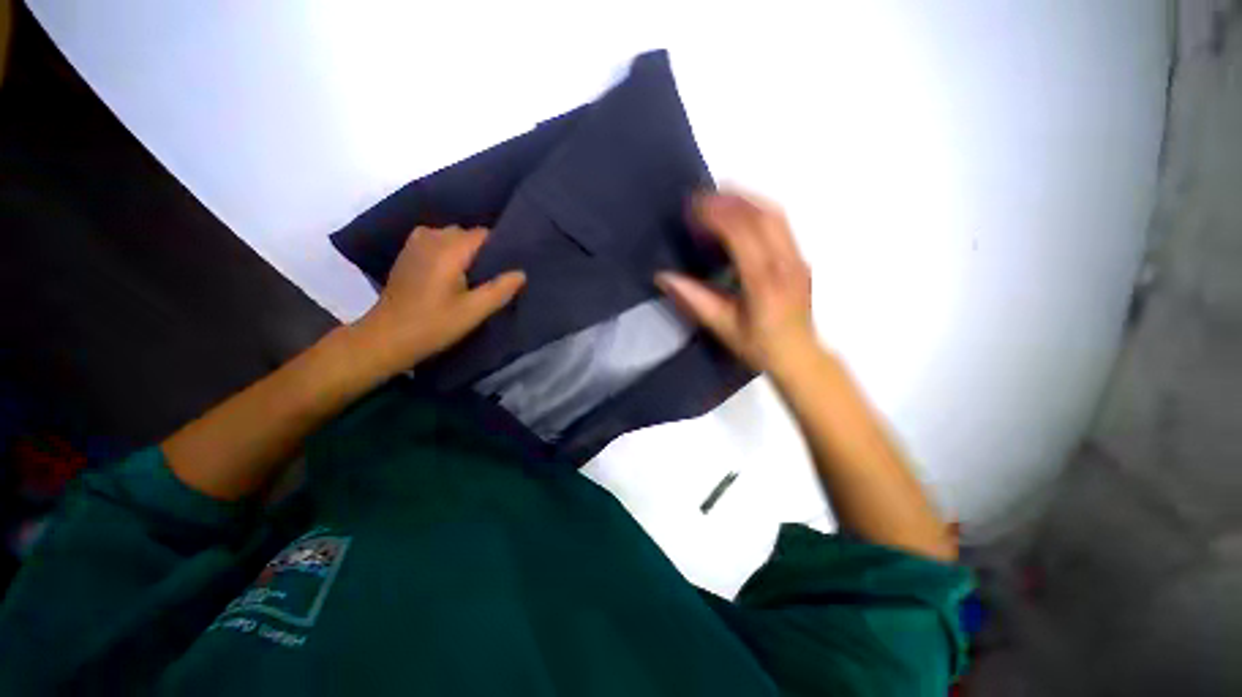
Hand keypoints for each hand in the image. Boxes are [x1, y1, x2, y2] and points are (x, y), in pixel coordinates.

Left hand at [353, 226, 525, 374]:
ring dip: (465, 251)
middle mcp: (431, 238)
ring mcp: (415, 244)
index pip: (483, 234)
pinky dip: (449, 251)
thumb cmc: (433, 325)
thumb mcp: (473, 312)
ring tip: (474, 276)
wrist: (386, 337)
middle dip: (482, 250)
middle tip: (493, 276)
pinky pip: (436, 241)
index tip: (509, 266)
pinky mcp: (407, 253)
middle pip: (467, 233)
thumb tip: (521, 273)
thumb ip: (500, 290)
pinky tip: (452, 274)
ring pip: (451, 237)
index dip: (499, 248)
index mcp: (448, 250)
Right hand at [656, 192, 816, 375]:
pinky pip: (780, 223)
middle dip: (730, 200)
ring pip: (774, 214)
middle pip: (762, 215)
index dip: (717, 215)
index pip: (742, 234)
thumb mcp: (723, 327)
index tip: (693, 208)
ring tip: (719, 199)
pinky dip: (757, 210)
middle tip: (702, 197)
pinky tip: (740, 214)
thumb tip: (664, 277)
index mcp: (764, 282)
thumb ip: (695, 300)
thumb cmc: (759, 346)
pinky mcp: (800, 257)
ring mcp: (797, 258)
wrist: (799, 355)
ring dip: (745, 201)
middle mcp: (785, 263)